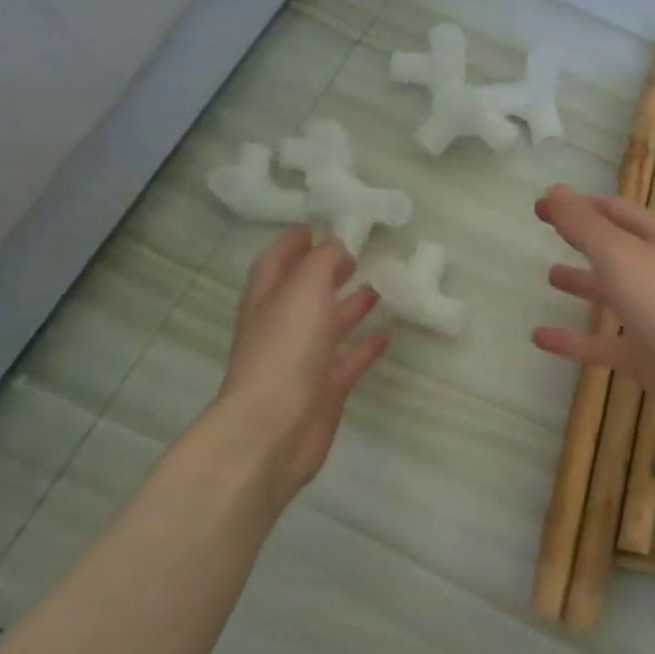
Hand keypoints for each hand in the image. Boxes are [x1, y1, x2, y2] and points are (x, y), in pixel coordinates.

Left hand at [196, 226, 387, 510]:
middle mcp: (282, 326)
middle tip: (357, 256)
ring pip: (329, 326)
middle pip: (304, 292)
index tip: (320, 226)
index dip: (294, 242)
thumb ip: (322, 262)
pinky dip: (365, 347)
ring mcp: (303, 360)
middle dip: (327, 273)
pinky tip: (386, 335)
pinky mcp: (325, 389)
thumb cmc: (285, 350)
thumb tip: (338, 248)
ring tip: (379, 289)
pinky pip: (348, 361)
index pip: (276, 261)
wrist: (275, 427)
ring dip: (350, 306)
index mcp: (267, 298)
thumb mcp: (304, 289)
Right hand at [532, 185, 654, 443]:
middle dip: (583, 238)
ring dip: (583, 284)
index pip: (614, 212)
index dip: (578, 205)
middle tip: (547, 230)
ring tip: (549, 275)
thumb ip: (584, 225)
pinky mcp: (645, 356)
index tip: (542, 205)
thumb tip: (552, 192)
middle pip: (615, 249)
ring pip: (612, 294)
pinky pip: (602, 344)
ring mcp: (654, 317)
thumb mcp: (621, 255)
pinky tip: (540, 338)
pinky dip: (573, 340)